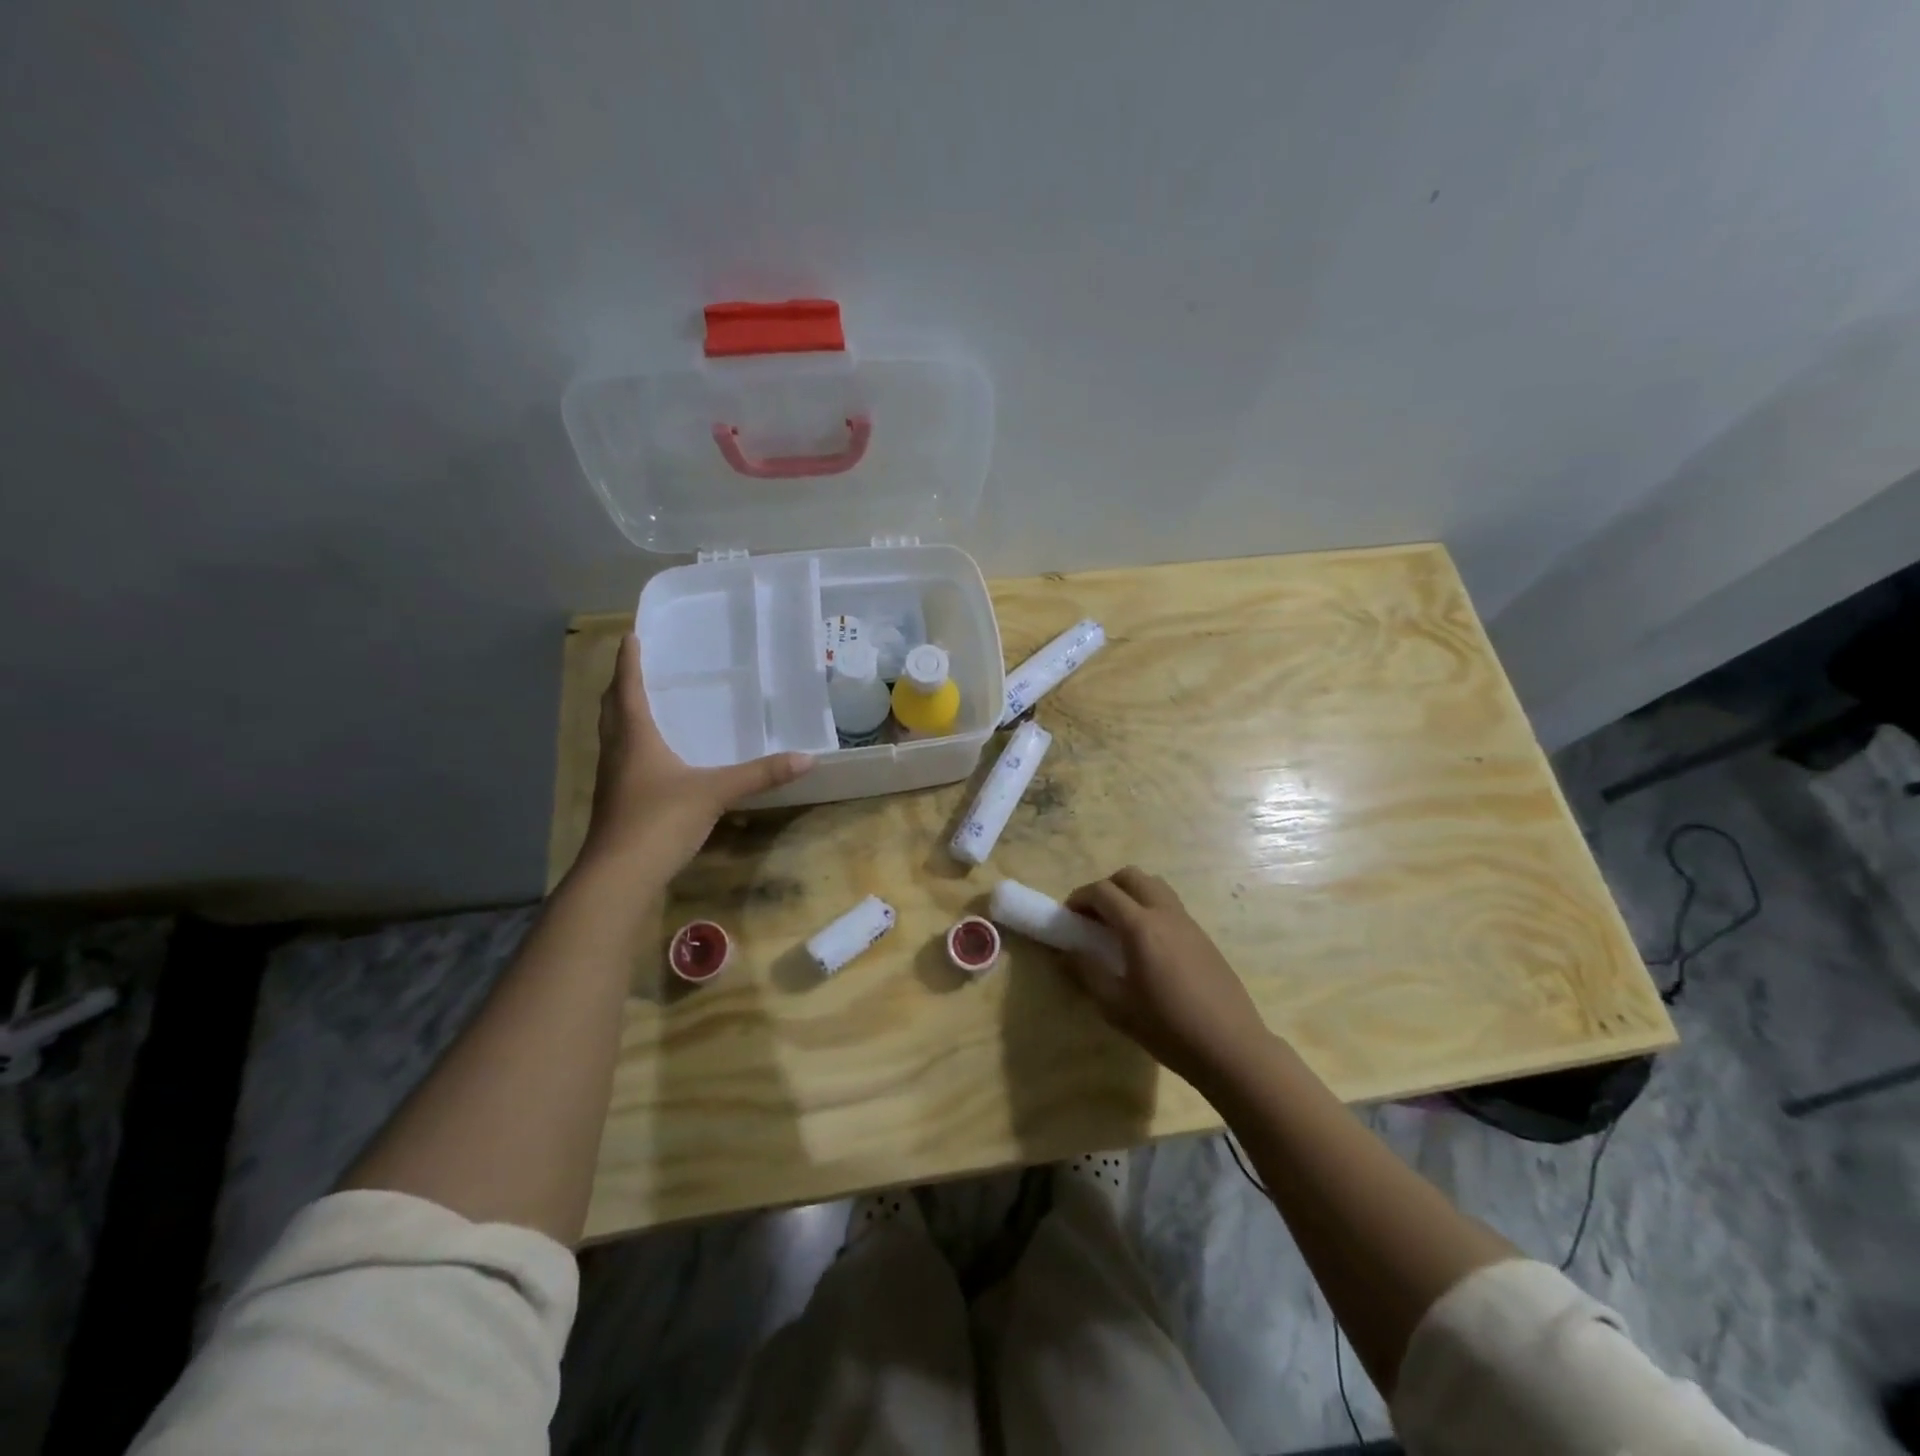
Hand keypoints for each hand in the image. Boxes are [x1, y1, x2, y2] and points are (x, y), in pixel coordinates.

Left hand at [581, 635, 812, 874]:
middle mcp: (617, 752)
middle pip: (612, 709)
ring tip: (642, 705)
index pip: (628, 688)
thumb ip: (760, 774)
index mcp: (635, 737)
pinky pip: (622, 760)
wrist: (619, 875)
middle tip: (635, 667)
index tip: (631, 636)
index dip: (629, 662)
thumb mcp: (716, 793)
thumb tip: (807, 758)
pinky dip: (632, 746)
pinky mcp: (616, 803)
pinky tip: (652, 758)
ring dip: (623, 715)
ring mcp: (612, 780)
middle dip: (621, 685)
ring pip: (613, 735)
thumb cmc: (660, 820)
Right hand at [1063, 866, 1275, 1090]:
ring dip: (1130, 894)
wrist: (1231, 1047)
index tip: (1068, 917)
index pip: (1103, 892)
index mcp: (1141, 927)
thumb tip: (1066, 953)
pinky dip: (1150, 909)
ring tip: (1119, 927)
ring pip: (1154, 885)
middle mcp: (1165, 914)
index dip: (1079, 898)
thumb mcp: (1117, 1007)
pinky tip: (1147, 946)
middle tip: (1093, 917)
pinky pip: (1170, 905)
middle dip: (1105, 888)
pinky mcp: (1203, 936)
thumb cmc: (1168, 1029)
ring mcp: (1188, 923)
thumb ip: (1088, 973)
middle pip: (1130, 876)